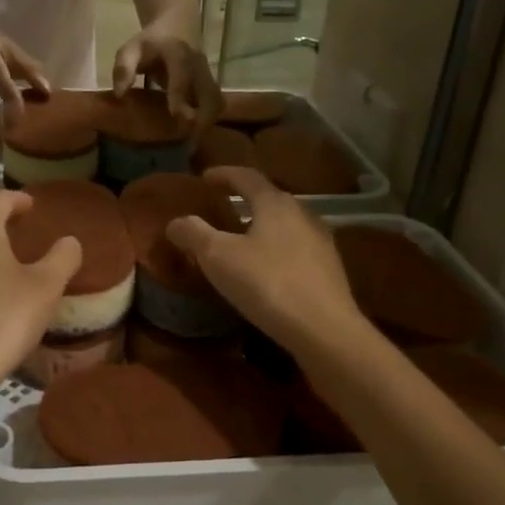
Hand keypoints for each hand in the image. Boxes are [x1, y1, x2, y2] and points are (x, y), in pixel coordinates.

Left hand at [110, 30, 220, 131]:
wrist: (178, 22)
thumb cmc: (150, 41)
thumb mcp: (131, 48)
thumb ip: (123, 68)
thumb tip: (120, 94)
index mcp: (178, 53)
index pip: (182, 73)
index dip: (180, 94)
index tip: (176, 114)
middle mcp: (197, 65)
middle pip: (209, 92)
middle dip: (202, 116)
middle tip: (188, 138)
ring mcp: (207, 74)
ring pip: (216, 100)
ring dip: (207, 120)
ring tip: (192, 140)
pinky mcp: (210, 83)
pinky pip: (215, 103)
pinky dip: (208, 118)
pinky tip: (194, 132)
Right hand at [164, 167, 363, 351]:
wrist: (325, 330)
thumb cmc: (267, 284)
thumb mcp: (219, 258)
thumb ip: (194, 234)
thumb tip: (175, 222)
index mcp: (275, 204)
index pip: (246, 177)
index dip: (223, 174)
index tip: (205, 177)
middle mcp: (302, 214)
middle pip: (269, 198)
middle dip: (243, 199)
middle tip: (220, 207)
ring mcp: (321, 242)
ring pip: (284, 224)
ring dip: (261, 226)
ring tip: (241, 239)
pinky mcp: (329, 270)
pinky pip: (295, 248)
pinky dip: (275, 249)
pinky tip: (266, 269)